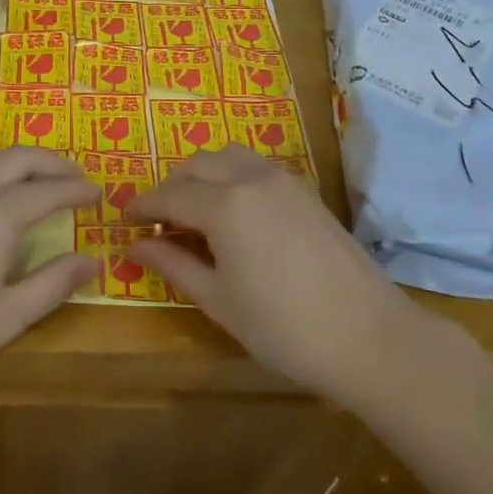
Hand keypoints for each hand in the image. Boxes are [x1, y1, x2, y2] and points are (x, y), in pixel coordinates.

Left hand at [0, 147, 97, 407]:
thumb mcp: (3, 319)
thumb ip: (52, 284)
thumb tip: (93, 260)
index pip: (49, 190)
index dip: (77, 190)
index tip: (98, 193)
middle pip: (18, 158)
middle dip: (52, 163)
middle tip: (74, 177)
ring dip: (15, 159)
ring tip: (31, 177)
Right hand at [127, 145, 436, 409]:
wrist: (369, 336)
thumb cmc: (284, 328)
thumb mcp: (219, 301)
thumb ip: (174, 265)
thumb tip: (137, 244)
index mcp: (224, 205)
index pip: (169, 195)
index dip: (142, 205)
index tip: (123, 218)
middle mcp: (251, 179)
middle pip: (197, 165)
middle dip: (171, 186)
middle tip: (158, 220)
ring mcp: (283, 180)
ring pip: (228, 157)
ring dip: (202, 175)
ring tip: (194, 212)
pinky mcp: (305, 191)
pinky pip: (255, 167)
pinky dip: (231, 177)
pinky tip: (233, 213)